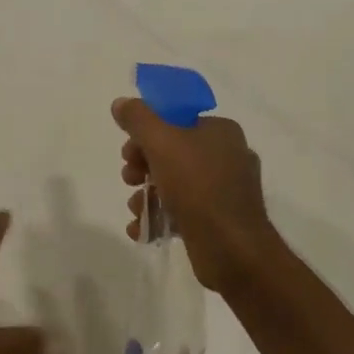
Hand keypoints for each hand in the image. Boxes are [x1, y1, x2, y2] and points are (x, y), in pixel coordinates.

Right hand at [114, 98, 277, 293]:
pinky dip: (161, 217)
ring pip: (175, 184)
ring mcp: (226, 191)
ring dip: (147, 195)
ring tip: (136, 209)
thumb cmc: (197, 185)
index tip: (128, 151)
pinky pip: (184, 211)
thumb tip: (121, 103)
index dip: (146, 133)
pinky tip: (142, 229)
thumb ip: (137, 118)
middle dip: (143, 167)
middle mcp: (228, 156)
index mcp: (221, 131)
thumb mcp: (160, 141)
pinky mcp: (220, 221)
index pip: (176, 121)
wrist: (232, 250)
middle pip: (172, 152)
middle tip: (129, 178)